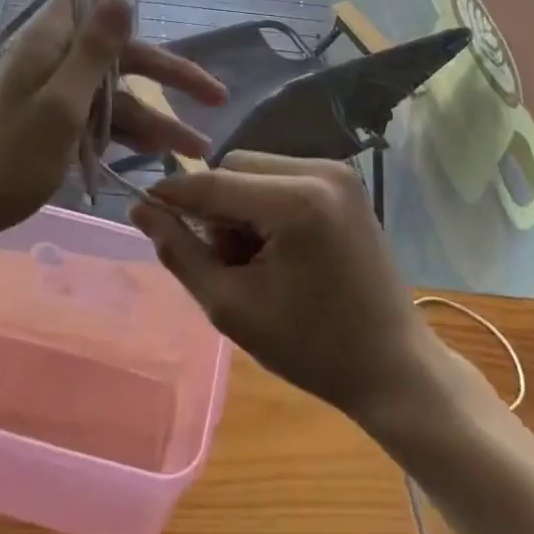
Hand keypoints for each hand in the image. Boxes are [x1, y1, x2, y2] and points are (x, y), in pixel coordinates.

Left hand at [0, 0, 225, 249]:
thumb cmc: (8, 157)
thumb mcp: (61, 103)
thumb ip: (95, 49)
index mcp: (50, 41)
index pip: (97, 4)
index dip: (134, 14)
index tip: (169, 29)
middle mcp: (52, 58)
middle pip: (120, 56)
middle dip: (167, 77)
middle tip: (216, 98)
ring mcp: (50, 93)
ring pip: (113, 94)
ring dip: (154, 118)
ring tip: (197, 148)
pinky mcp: (49, 124)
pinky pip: (97, 120)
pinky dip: (125, 136)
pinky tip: (157, 156)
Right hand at [129, 154, 435, 422]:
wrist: (392, 366)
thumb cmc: (311, 348)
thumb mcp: (232, 307)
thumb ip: (180, 252)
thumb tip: (140, 209)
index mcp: (297, 202)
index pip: (214, 182)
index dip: (172, 194)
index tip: (141, 209)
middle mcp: (320, 170)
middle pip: (235, 166)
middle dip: (216, 207)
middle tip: (224, 260)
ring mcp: (338, 172)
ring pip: (256, 168)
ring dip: (239, 204)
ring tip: (253, 259)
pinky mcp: (345, 181)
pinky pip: (282, 175)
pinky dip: (265, 203)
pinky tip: (277, 247)